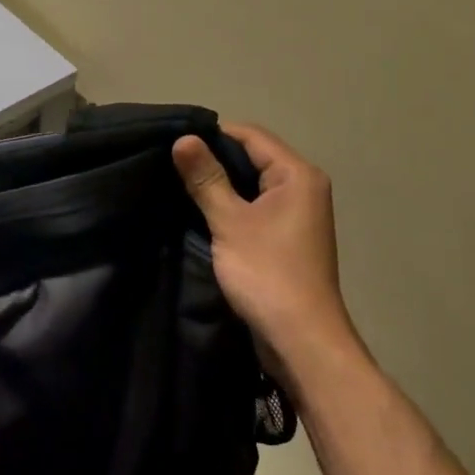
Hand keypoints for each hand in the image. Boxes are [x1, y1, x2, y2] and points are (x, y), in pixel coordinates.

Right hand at [173, 122, 368, 393]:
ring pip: (253, 184)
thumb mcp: (230, 222)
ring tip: (180, 185)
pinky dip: (232, 205)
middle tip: (171, 163)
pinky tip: (202, 212)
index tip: (174, 142)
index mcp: (298, 174)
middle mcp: (303, 187)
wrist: (301, 340)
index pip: (251, 135)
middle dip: (214, 158)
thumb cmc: (268, 274)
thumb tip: (183, 139)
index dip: (213, 134)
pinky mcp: (287, 237)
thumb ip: (206, 179)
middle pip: (254, 156)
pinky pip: (256, 207)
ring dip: (221, 184)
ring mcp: (298, 214)